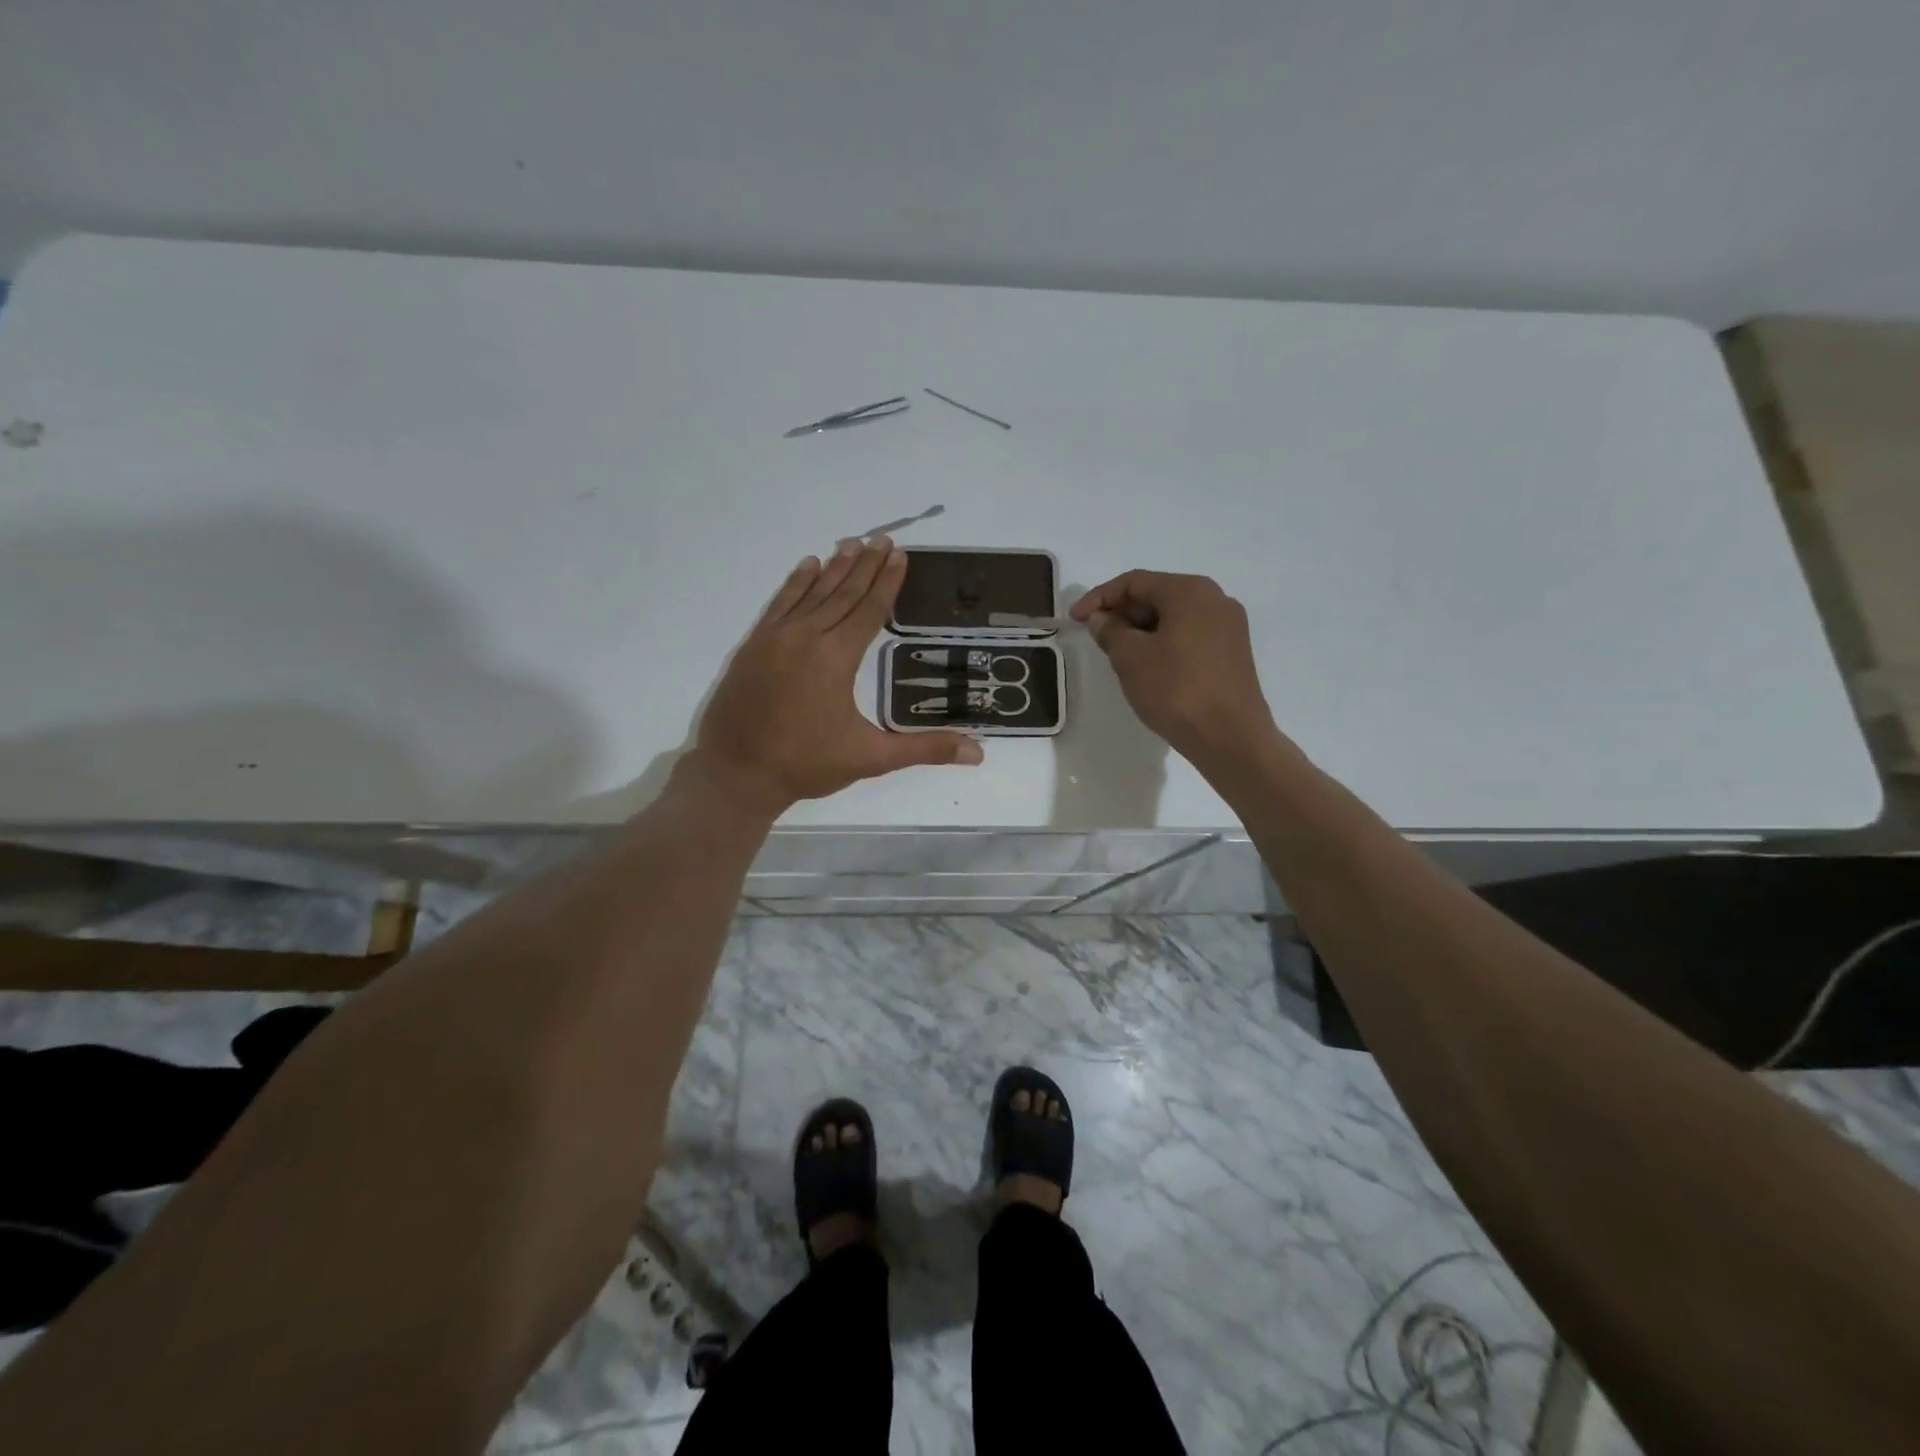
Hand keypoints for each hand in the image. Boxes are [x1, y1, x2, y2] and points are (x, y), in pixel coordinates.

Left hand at [690, 538, 982, 814]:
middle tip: (882, 539)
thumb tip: (978, 753)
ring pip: (811, 593)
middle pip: (842, 593)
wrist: (736, 773)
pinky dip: (795, 583)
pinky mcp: (753, 645)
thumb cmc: (806, 764)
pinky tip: (807, 566)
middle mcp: (806, 637)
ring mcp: (775, 638)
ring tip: (852, 543)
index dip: (887, 582)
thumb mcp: (871, 758)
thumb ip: (924, 749)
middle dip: (865, 565)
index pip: (868, 610)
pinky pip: (779, 604)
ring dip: (834, 568)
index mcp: (836, 658)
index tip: (900, 554)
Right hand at [1069, 570, 1280, 776]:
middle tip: (1096, 638)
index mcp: (1190, 591)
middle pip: (1157, 595)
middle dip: (1122, 614)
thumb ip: (1110, 631)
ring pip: (1173, 617)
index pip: (1134, 582)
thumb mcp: (1131, 658)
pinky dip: (1163, 643)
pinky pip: (1189, 635)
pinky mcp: (1233, 652)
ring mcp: (1228, 626)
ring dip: (1141, 630)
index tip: (1075, 619)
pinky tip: (1148, 667)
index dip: (1099, 597)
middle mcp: (1215, 599)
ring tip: (1118, 655)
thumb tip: (1102, 619)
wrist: (1230, 738)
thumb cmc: (1176, 690)